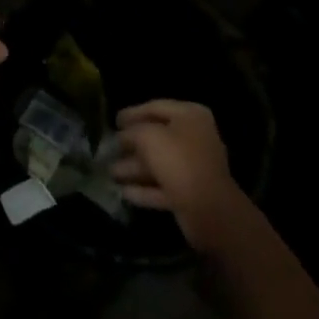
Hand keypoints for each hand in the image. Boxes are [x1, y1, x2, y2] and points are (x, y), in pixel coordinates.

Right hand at [112, 100, 252, 252]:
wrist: (209, 210)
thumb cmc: (178, 161)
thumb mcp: (148, 136)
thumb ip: (131, 131)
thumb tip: (122, 136)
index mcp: (190, 116)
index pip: (155, 107)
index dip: (132, 113)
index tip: (113, 121)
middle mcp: (194, 138)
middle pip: (157, 137)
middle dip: (131, 144)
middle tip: (109, 148)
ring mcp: (193, 168)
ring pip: (158, 164)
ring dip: (134, 168)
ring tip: (110, 172)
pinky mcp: (190, 194)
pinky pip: (162, 186)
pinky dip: (144, 189)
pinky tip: (124, 192)